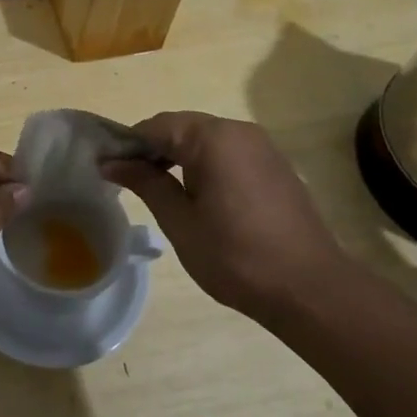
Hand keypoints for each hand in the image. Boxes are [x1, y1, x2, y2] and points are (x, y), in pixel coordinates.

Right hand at [104, 112, 349, 316]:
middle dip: (152, 149)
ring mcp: (262, 147)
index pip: (156, 126)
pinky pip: (228, 153)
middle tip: (127, 180)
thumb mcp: (179, 221)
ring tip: (157, 189)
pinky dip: (204, 165)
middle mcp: (239, 131)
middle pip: (182, 127)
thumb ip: (145, 183)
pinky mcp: (275, 167)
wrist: (311, 290)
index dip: (127, 144)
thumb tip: (112, 162)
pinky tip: (195, 195)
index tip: (106, 168)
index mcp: (213, 138)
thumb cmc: (236, 256)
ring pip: (206, 140)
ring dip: (177, 156)